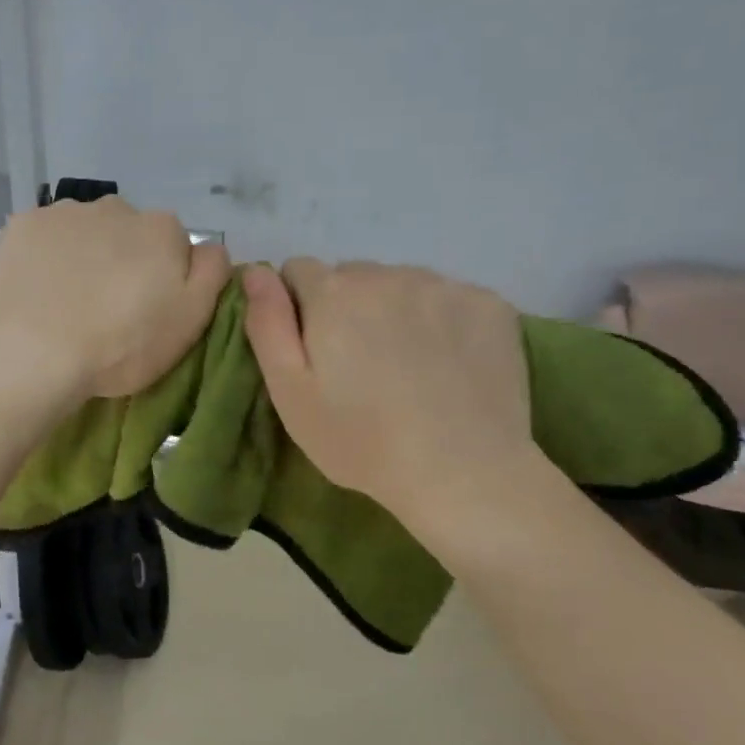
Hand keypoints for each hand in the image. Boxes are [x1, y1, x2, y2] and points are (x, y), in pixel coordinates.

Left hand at [0, 199, 230, 404]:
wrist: (32, 353)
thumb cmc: (121, 344)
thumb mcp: (190, 320)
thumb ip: (211, 273)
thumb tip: (210, 247)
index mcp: (161, 229)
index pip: (172, 245)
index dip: (161, 278)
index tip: (145, 310)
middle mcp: (115, 207)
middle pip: (125, 233)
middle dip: (120, 260)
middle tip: (104, 307)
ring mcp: (63, 212)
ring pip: (82, 231)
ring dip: (80, 255)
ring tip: (64, 301)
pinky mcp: (20, 225)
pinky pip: (41, 237)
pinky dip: (42, 257)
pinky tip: (33, 289)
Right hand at [242, 259, 551, 530]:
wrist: (464, 474)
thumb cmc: (361, 440)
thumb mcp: (291, 392)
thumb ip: (267, 323)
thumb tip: (255, 270)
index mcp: (333, 292)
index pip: (297, 271)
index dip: (298, 309)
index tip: (314, 351)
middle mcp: (386, 273)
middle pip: (351, 276)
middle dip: (346, 307)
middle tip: (360, 366)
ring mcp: (443, 285)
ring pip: (400, 284)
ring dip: (394, 310)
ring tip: (407, 366)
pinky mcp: (489, 304)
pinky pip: (448, 297)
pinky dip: (441, 320)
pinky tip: (448, 363)